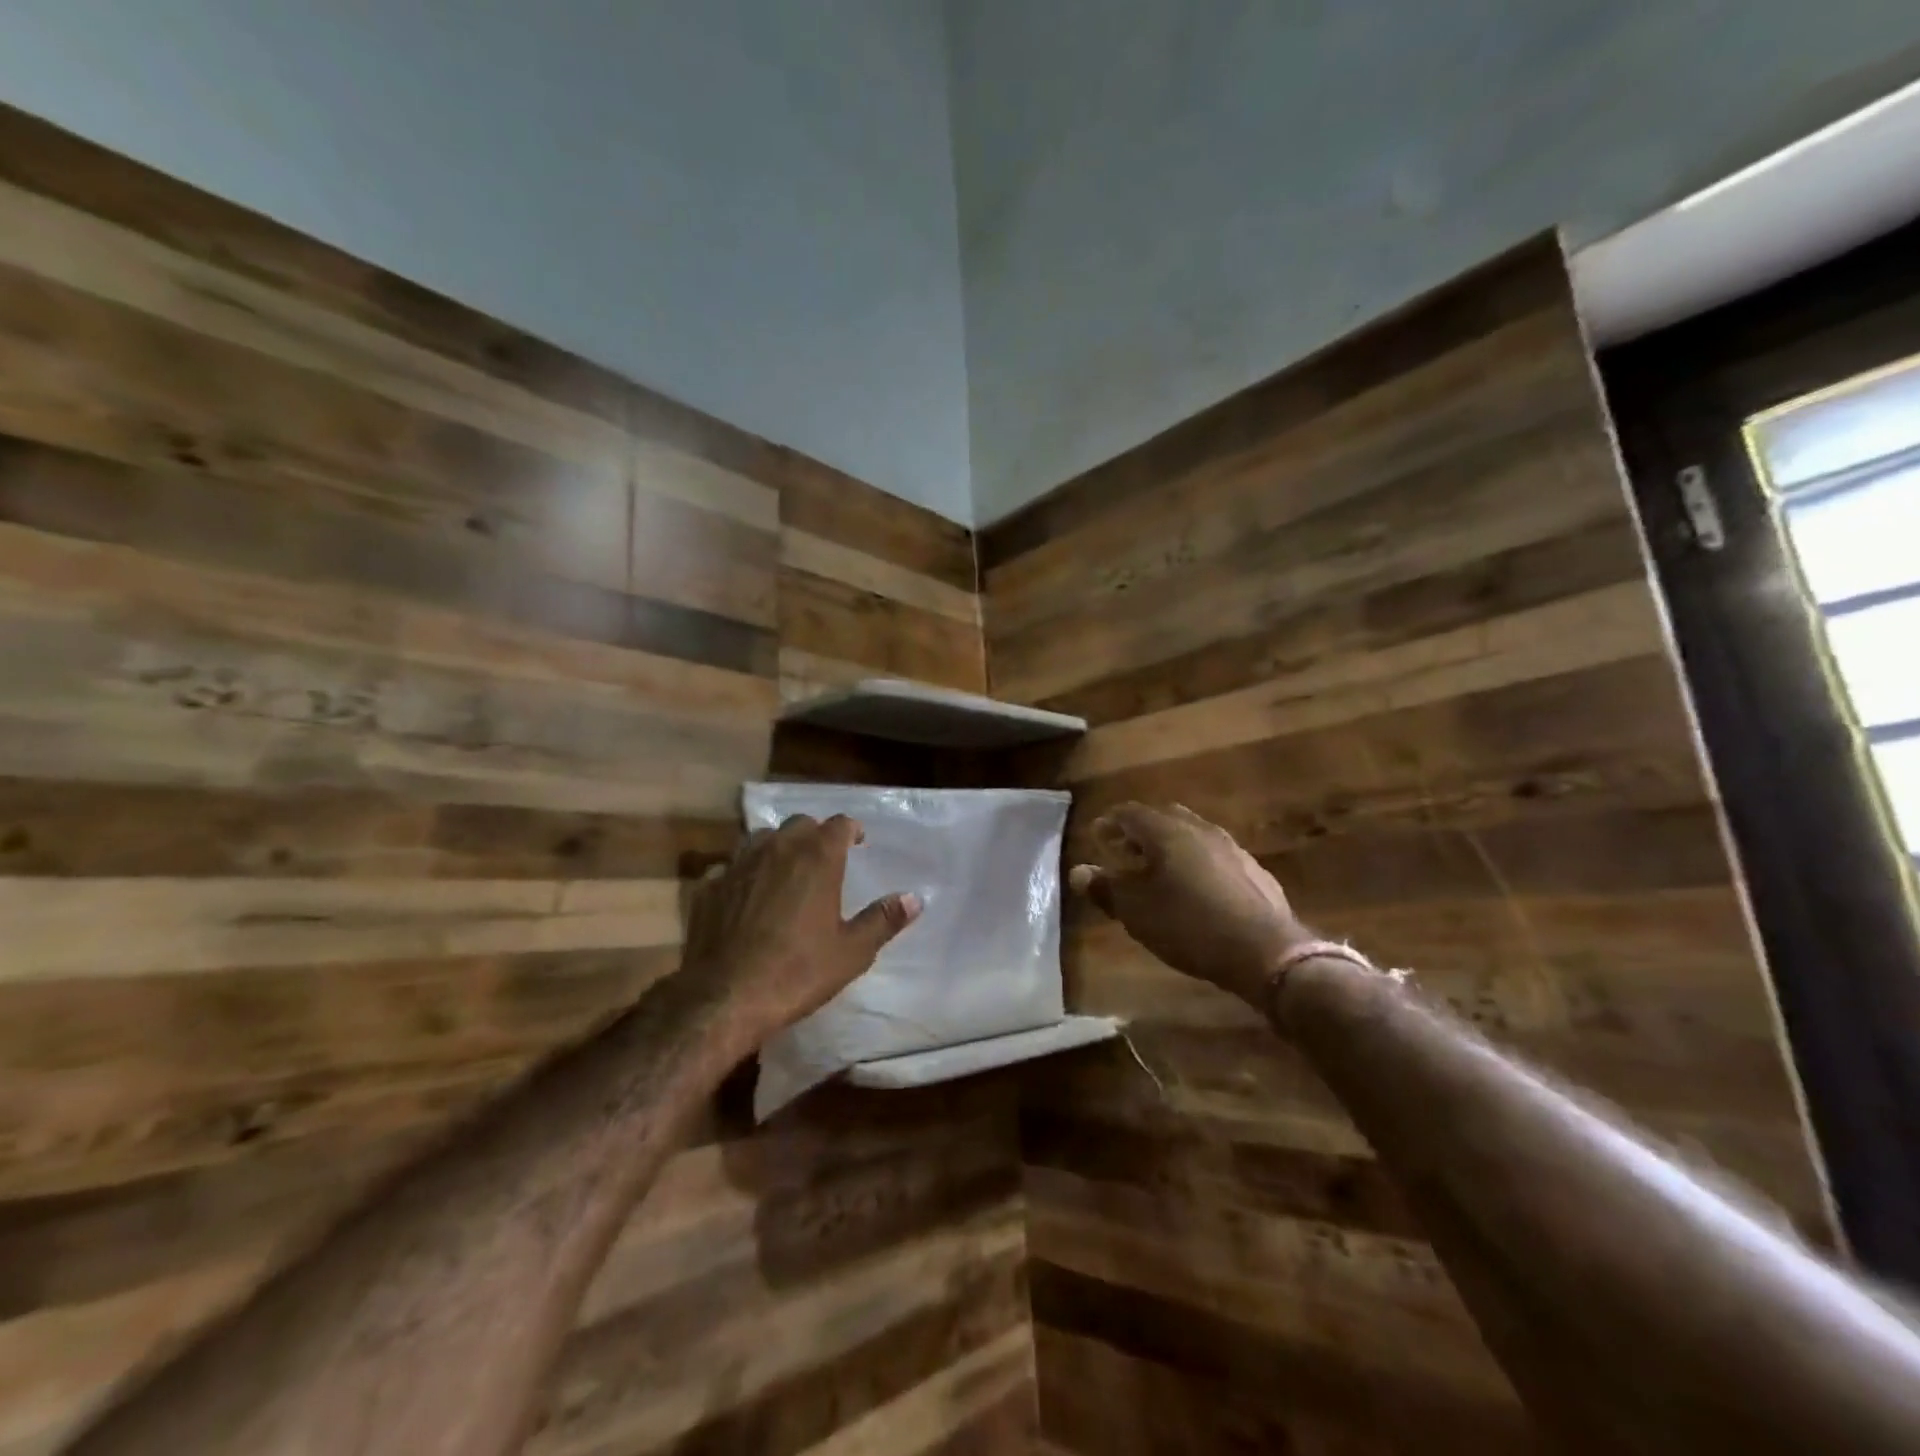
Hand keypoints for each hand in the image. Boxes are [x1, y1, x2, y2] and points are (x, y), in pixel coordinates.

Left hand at [682, 814, 920, 1048]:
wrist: (725, 997)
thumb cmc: (798, 972)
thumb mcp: (852, 952)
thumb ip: (883, 920)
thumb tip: (914, 898)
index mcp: (817, 857)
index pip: (839, 824)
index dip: (851, 830)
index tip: (858, 842)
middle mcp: (778, 849)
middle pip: (800, 824)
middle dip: (814, 835)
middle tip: (823, 858)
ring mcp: (739, 864)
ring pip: (762, 838)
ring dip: (777, 847)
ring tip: (784, 870)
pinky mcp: (709, 885)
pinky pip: (730, 866)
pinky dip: (742, 873)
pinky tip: (744, 895)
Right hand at [1069, 803, 1306, 1006]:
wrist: (1264, 950)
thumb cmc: (1188, 924)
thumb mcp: (1136, 911)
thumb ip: (1105, 888)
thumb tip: (1079, 871)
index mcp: (1166, 831)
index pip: (1130, 813)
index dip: (1110, 823)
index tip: (1097, 837)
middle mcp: (1199, 829)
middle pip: (1162, 818)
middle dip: (1139, 832)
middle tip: (1124, 853)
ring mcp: (1230, 847)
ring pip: (1190, 836)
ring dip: (1169, 847)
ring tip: (1156, 872)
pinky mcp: (1252, 870)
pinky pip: (1213, 856)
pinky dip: (1194, 863)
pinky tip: (1194, 890)